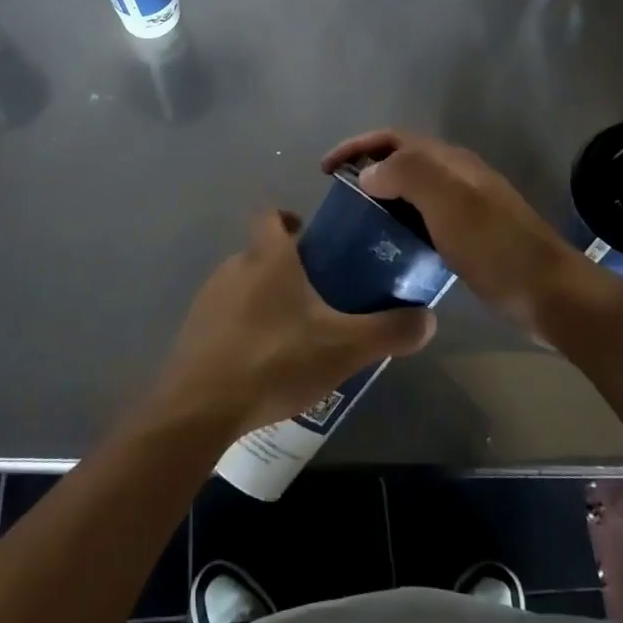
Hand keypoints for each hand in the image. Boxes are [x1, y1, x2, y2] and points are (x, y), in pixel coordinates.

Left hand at [151, 210, 436, 437]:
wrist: (200, 407)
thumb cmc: (275, 359)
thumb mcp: (344, 347)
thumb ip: (388, 331)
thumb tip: (429, 318)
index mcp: (268, 257)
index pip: (271, 215)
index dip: (290, 218)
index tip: (313, 239)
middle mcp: (234, 267)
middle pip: (261, 253)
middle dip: (287, 268)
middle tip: (319, 296)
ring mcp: (208, 299)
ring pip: (243, 285)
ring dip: (265, 299)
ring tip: (295, 334)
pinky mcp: (194, 331)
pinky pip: (225, 317)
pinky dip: (244, 328)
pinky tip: (263, 362)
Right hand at [321, 129, 584, 337]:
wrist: (550, 294)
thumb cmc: (496, 246)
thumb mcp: (449, 202)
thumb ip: (407, 175)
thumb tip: (370, 174)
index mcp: (450, 161)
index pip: (393, 138)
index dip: (357, 146)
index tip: (325, 170)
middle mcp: (457, 176)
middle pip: (402, 159)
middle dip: (366, 168)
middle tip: (337, 196)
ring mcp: (466, 206)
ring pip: (412, 189)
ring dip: (382, 195)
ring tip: (355, 221)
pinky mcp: (470, 235)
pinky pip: (423, 217)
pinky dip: (399, 221)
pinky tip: (391, 245)